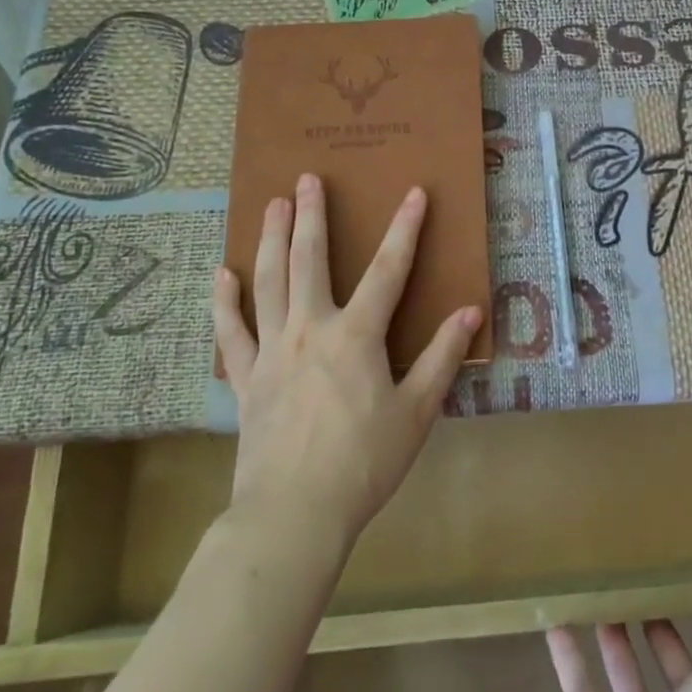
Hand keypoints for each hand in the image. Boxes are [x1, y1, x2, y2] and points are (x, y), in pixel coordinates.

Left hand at [212, 173, 482, 549]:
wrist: (295, 511)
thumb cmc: (365, 462)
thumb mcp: (417, 411)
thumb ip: (442, 357)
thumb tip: (468, 312)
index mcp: (356, 336)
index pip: (387, 270)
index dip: (405, 229)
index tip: (414, 193)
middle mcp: (310, 330)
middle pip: (309, 261)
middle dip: (311, 216)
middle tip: (307, 179)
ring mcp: (271, 351)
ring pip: (267, 283)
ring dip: (269, 240)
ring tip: (270, 205)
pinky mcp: (245, 378)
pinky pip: (231, 332)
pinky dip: (225, 302)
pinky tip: (223, 275)